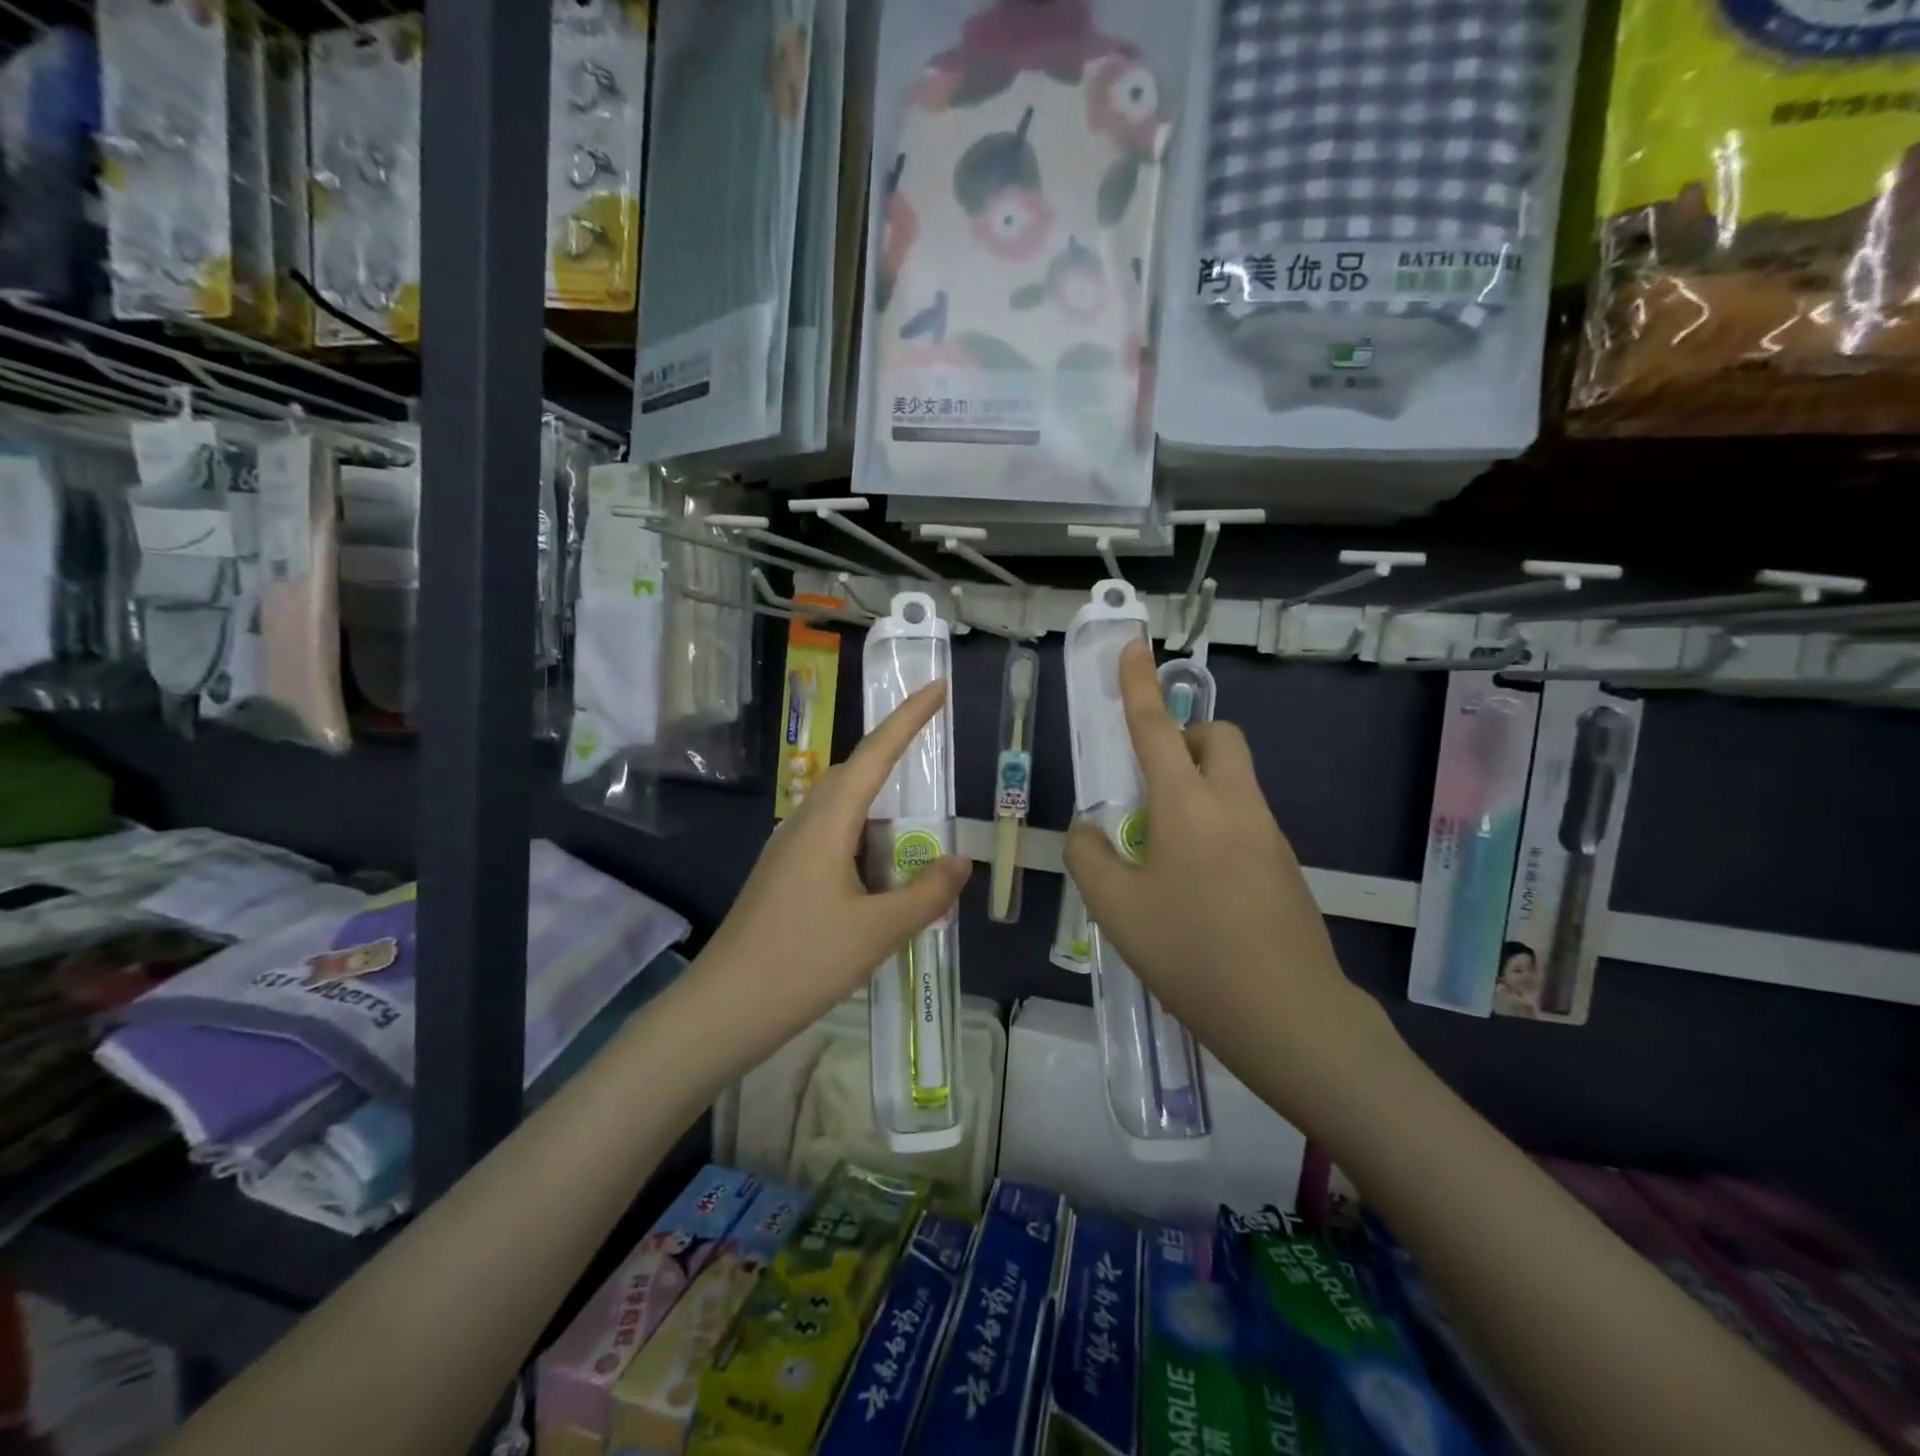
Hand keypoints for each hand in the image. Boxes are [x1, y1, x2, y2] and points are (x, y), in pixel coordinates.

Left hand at [694, 682, 971, 1067]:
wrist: (723, 1009)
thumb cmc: (802, 963)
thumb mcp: (878, 932)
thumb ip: (926, 894)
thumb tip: (959, 861)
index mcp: (827, 824)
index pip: (875, 755)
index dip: (909, 719)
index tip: (938, 686)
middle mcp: (804, 824)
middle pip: (853, 772)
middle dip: (893, 748)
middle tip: (932, 734)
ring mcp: (788, 850)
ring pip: (840, 806)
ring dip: (878, 796)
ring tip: (914, 807)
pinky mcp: (783, 876)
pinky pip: (831, 835)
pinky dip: (863, 833)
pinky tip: (879, 862)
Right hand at [1064, 641, 1397, 1118]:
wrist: (1288, 1016)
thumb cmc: (1191, 953)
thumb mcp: (1116, 908)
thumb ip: (1090, 857)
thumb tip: (1089, 832)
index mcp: (1188, 804)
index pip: (1156, 727)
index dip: (1139, 685)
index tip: (1134, 647)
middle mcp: (1235, 805)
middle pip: (1220, 738)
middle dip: (1187, 738)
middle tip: (1154, 783)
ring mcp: (1269, 835)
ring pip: (1234, 782)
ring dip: (1199, 789)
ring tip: (1165, 855)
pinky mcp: (1286, 867)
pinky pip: (1246, 822)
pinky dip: (1217, 828)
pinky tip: (1197, 889)